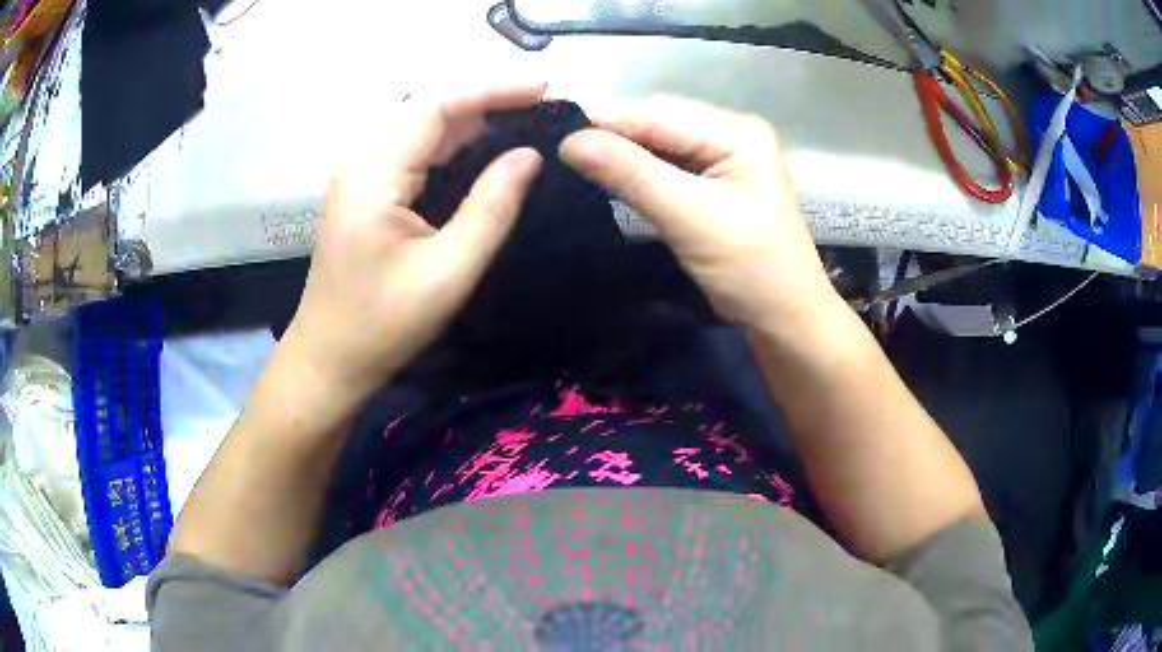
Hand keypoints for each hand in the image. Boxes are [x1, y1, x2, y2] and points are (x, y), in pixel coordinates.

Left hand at [281, 84, 545, 401]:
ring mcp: (359, 177)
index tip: (544, 88)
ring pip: (421, 132)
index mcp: (374, 174)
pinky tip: (485, 153)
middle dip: (487, 104)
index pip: (437, 108)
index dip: (493, 90)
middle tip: (543, 109)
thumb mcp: (449, 270)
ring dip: (472, 125)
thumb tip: (529, 155)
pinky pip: (412, 156)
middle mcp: (361, 163)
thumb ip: (492, 206)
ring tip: (525, 124)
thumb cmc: (384, 324)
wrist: (329, 359)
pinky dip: (452, 149)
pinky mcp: (363, 194)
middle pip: (428, 114)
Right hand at [560, 96, 836, 331]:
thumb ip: (631, 174)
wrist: (785, 320)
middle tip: (560, 153)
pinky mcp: (715, 182)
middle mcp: (732, 133)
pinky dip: (638, 172)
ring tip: (576, 163)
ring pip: (659, 144)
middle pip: (658, 123)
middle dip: (612, 136)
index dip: (605, 122)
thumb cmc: (750, 269)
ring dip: (621, 154)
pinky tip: (610, 178)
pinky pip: (667, 166)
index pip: (658, 112)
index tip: (554, 138)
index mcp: (738, 131)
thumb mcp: (690, 217)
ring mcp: (724, 157)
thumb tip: (569, 141)